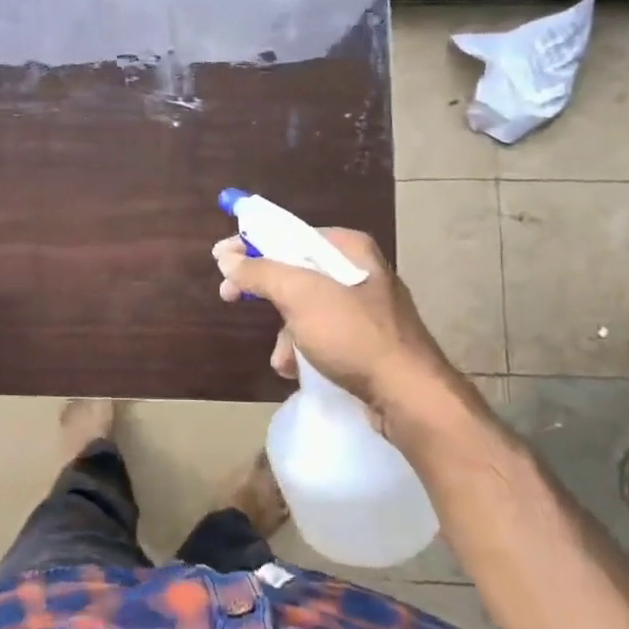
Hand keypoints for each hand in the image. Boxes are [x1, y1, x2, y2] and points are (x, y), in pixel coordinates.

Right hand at [212, 228, 456, 410]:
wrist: (408, 395)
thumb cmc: (352, 335)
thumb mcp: (300, 296)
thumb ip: (260, 272)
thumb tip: (227, 258)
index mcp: (349, 248)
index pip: (289, 233)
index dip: (251, 243)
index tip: (220, 259)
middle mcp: (358, 271)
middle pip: (294, 270)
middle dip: (264, 291)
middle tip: (229, 297)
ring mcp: (364, 308)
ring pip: (304, 307)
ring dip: (283, 331)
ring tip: (281, 356)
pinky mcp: (365, 341)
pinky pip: (321, 335)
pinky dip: (303, 349)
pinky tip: (297, 369)